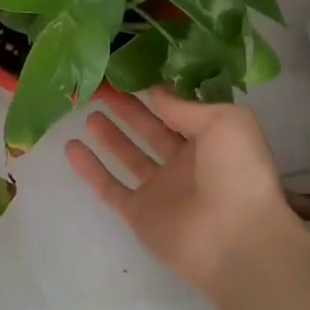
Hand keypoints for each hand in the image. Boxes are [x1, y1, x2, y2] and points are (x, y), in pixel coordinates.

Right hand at [65, 88, 299, 297]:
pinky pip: (109, 187)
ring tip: (88, 112)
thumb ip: (185, 106)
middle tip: (101, 87)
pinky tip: (71, 147)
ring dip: (110, 135)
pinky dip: (90, 169)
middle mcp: (185, 163)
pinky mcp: (139, 214)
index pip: (178, 110)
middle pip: (150, 129)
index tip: (130, 71)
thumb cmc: (238, 173)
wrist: (237, 239)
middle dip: (128, 109)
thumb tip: (156, 92)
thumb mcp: (225, 121)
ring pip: (129, 156)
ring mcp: (161, 190)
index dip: (156, 92)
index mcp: (210, 140)